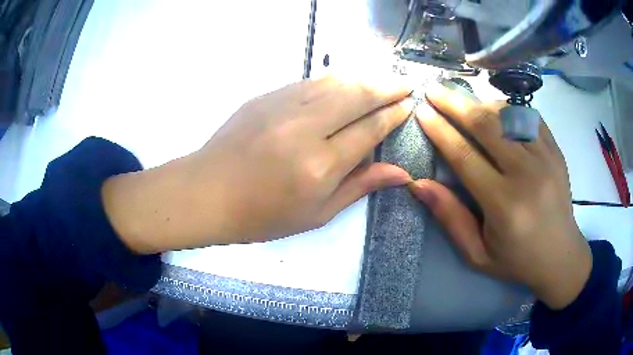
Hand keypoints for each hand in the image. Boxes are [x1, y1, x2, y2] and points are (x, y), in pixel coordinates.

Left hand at [102, 76, 413, 252]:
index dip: (394, 114)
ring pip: (335, 81)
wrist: (207, 192)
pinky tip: (344, 83)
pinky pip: (310, 82)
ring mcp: (282, 106)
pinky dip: (334, 81)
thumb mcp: (316, 214)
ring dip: (364, 78)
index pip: (370, 129)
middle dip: (387, 87)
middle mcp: (305, 128)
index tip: (409, 105)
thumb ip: (360, 186)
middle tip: (406, 85)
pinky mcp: (265, 96)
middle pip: (358, 95)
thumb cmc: (261, 215)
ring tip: (382, 80)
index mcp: (320, 165)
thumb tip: (400, 173)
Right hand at [409, 84, 591, 309]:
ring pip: (508, 114)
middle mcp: (527, 174)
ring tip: (462, 100)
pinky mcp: (556, 150)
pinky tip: (496, 111)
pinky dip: (508, 108)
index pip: (465, 155)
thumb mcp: (477, 253)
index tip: (421, 111)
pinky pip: (529, 116)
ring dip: (480, 103)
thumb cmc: (516, 260)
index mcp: (504, 204)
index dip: (439, 130)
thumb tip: (418, 184)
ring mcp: (545, 157)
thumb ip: (450, 218)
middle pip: (486, 124)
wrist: (560, 256)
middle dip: (454, 102)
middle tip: (434, 89)